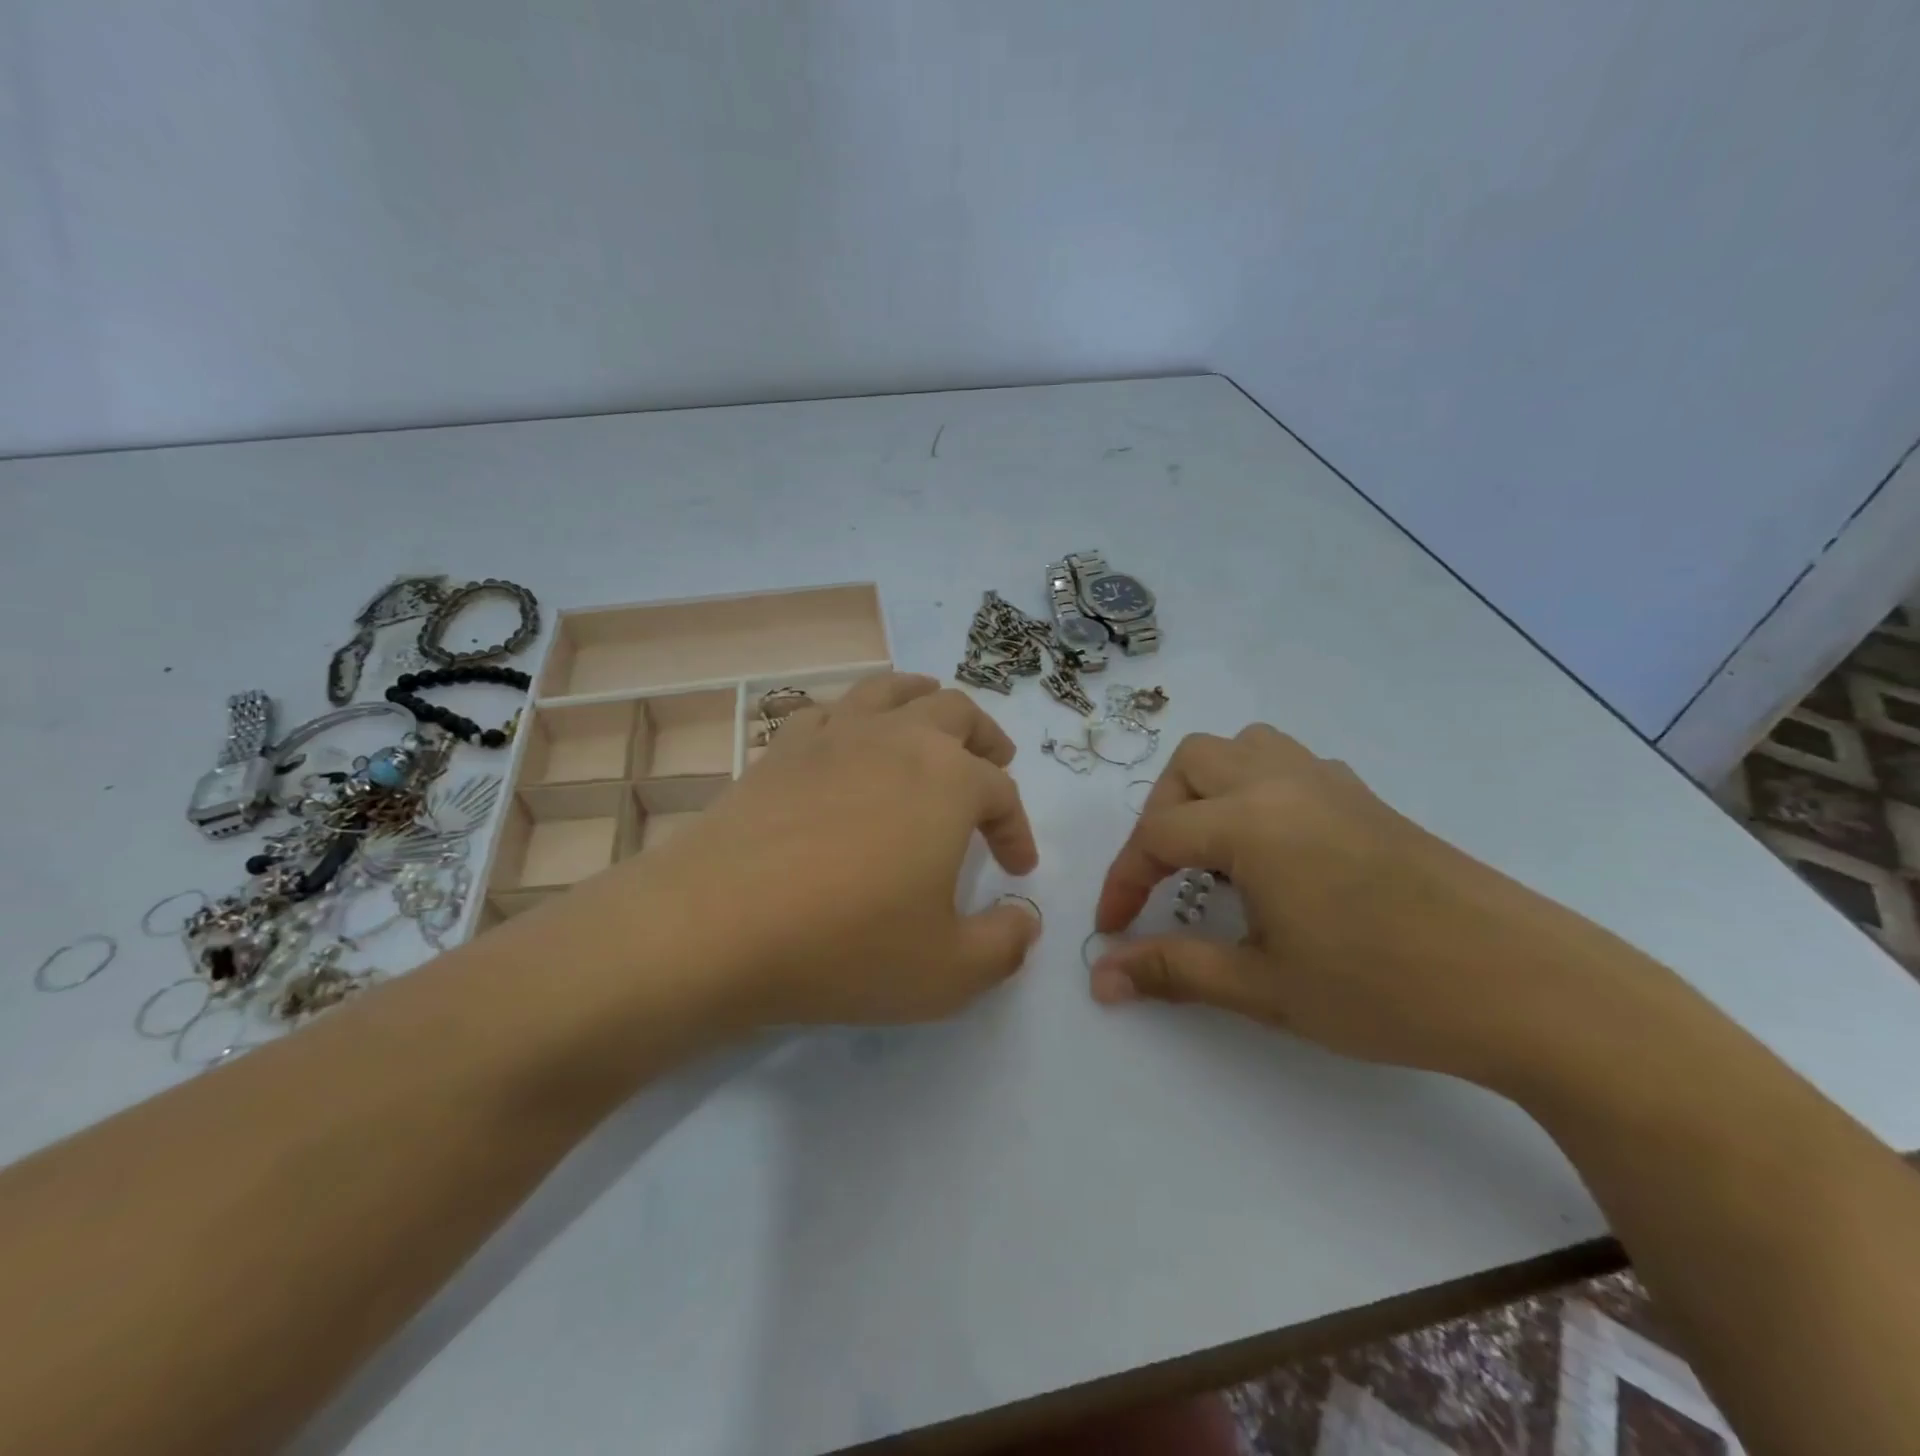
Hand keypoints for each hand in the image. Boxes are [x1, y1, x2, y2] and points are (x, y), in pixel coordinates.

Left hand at [633, 673, 1040, 1026]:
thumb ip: (1004, 945)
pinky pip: (830, 710)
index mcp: (949, 781)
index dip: (1017, 830)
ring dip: (926, 700)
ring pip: (893, 690)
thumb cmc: (847, 945)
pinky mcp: (781, 748)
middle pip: (956, 713)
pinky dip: (855, 717)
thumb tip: (1024, 921)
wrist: (717, 926)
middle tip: (994, 765)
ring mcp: (835, 735)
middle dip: (985, 740)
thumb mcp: (949, 971)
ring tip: (934, 724)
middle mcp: (898, 739)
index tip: (1016, 869)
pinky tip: (851, 743)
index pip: (1001, 794)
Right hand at [1091, 725, 1648, 1083]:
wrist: (1530, 988)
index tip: (1113, 929)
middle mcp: (1284, 783)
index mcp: (1252, 822)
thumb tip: (1100, 977)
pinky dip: (1257, 790)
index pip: (1157, 837)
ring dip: (1209, 789)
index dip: (1124, 882)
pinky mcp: (1366, 798)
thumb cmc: (1385, 990)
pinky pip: (1288, 765)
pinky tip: (1276, 850)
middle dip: (1160, 818)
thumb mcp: (1265, 987)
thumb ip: (1174, 971)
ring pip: (1243, 749)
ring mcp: (1331, 783)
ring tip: (1214, 853)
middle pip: (1191, 765)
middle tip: (1165, 880)